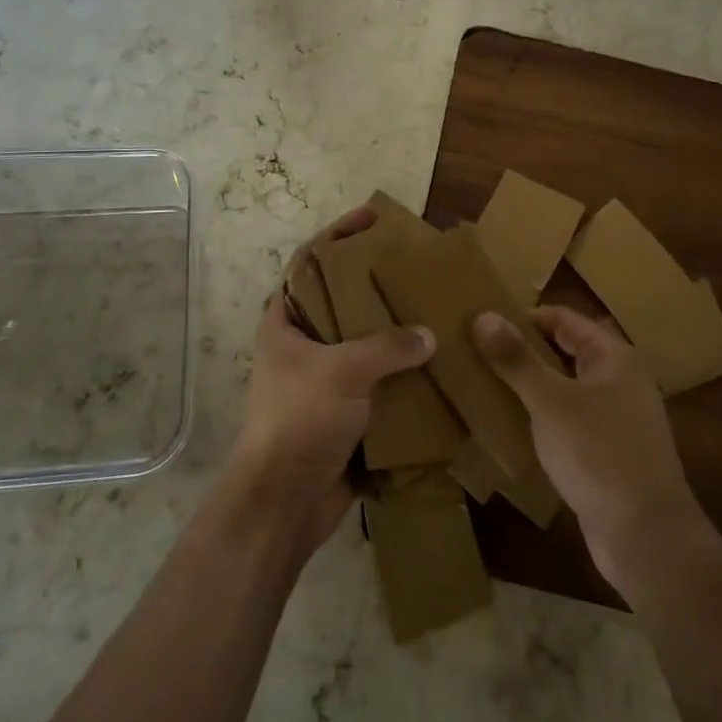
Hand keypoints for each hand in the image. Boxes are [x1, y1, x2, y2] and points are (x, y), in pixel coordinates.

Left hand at [225, 207, 434, 551]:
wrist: (285, 504)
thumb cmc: (300, 421)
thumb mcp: (342, 372)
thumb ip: (387, 346)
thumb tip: (428, 334)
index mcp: (285, 322)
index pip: (309, 261)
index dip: (338, 235)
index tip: (373, 217)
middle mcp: (303, 344)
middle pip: (341, 300)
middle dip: (376, 284)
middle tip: (415, 267)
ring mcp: (324, 379)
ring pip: (364, 342)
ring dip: (395, 331)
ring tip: (435, 310)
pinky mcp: (345, 411)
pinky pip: (379, 380)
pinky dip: (403, 373)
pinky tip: (437, 363)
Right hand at [473, 306, 706, 592]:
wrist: (647, 539)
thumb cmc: (599, 454)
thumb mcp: (550, 402)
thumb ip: (516, 359)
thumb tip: (483, 315)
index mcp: (614, 357)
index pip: (562, 318)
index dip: (523, 318)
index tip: (482, 325)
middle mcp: (620, 380)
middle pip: (565, 351)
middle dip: (524, 352)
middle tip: (478, 354)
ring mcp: (618, 419)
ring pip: (566, 388)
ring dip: (531, 387)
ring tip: (486, 386)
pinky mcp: (610, 453)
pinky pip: (570, 421)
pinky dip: (544, 418)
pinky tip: (514, 428)